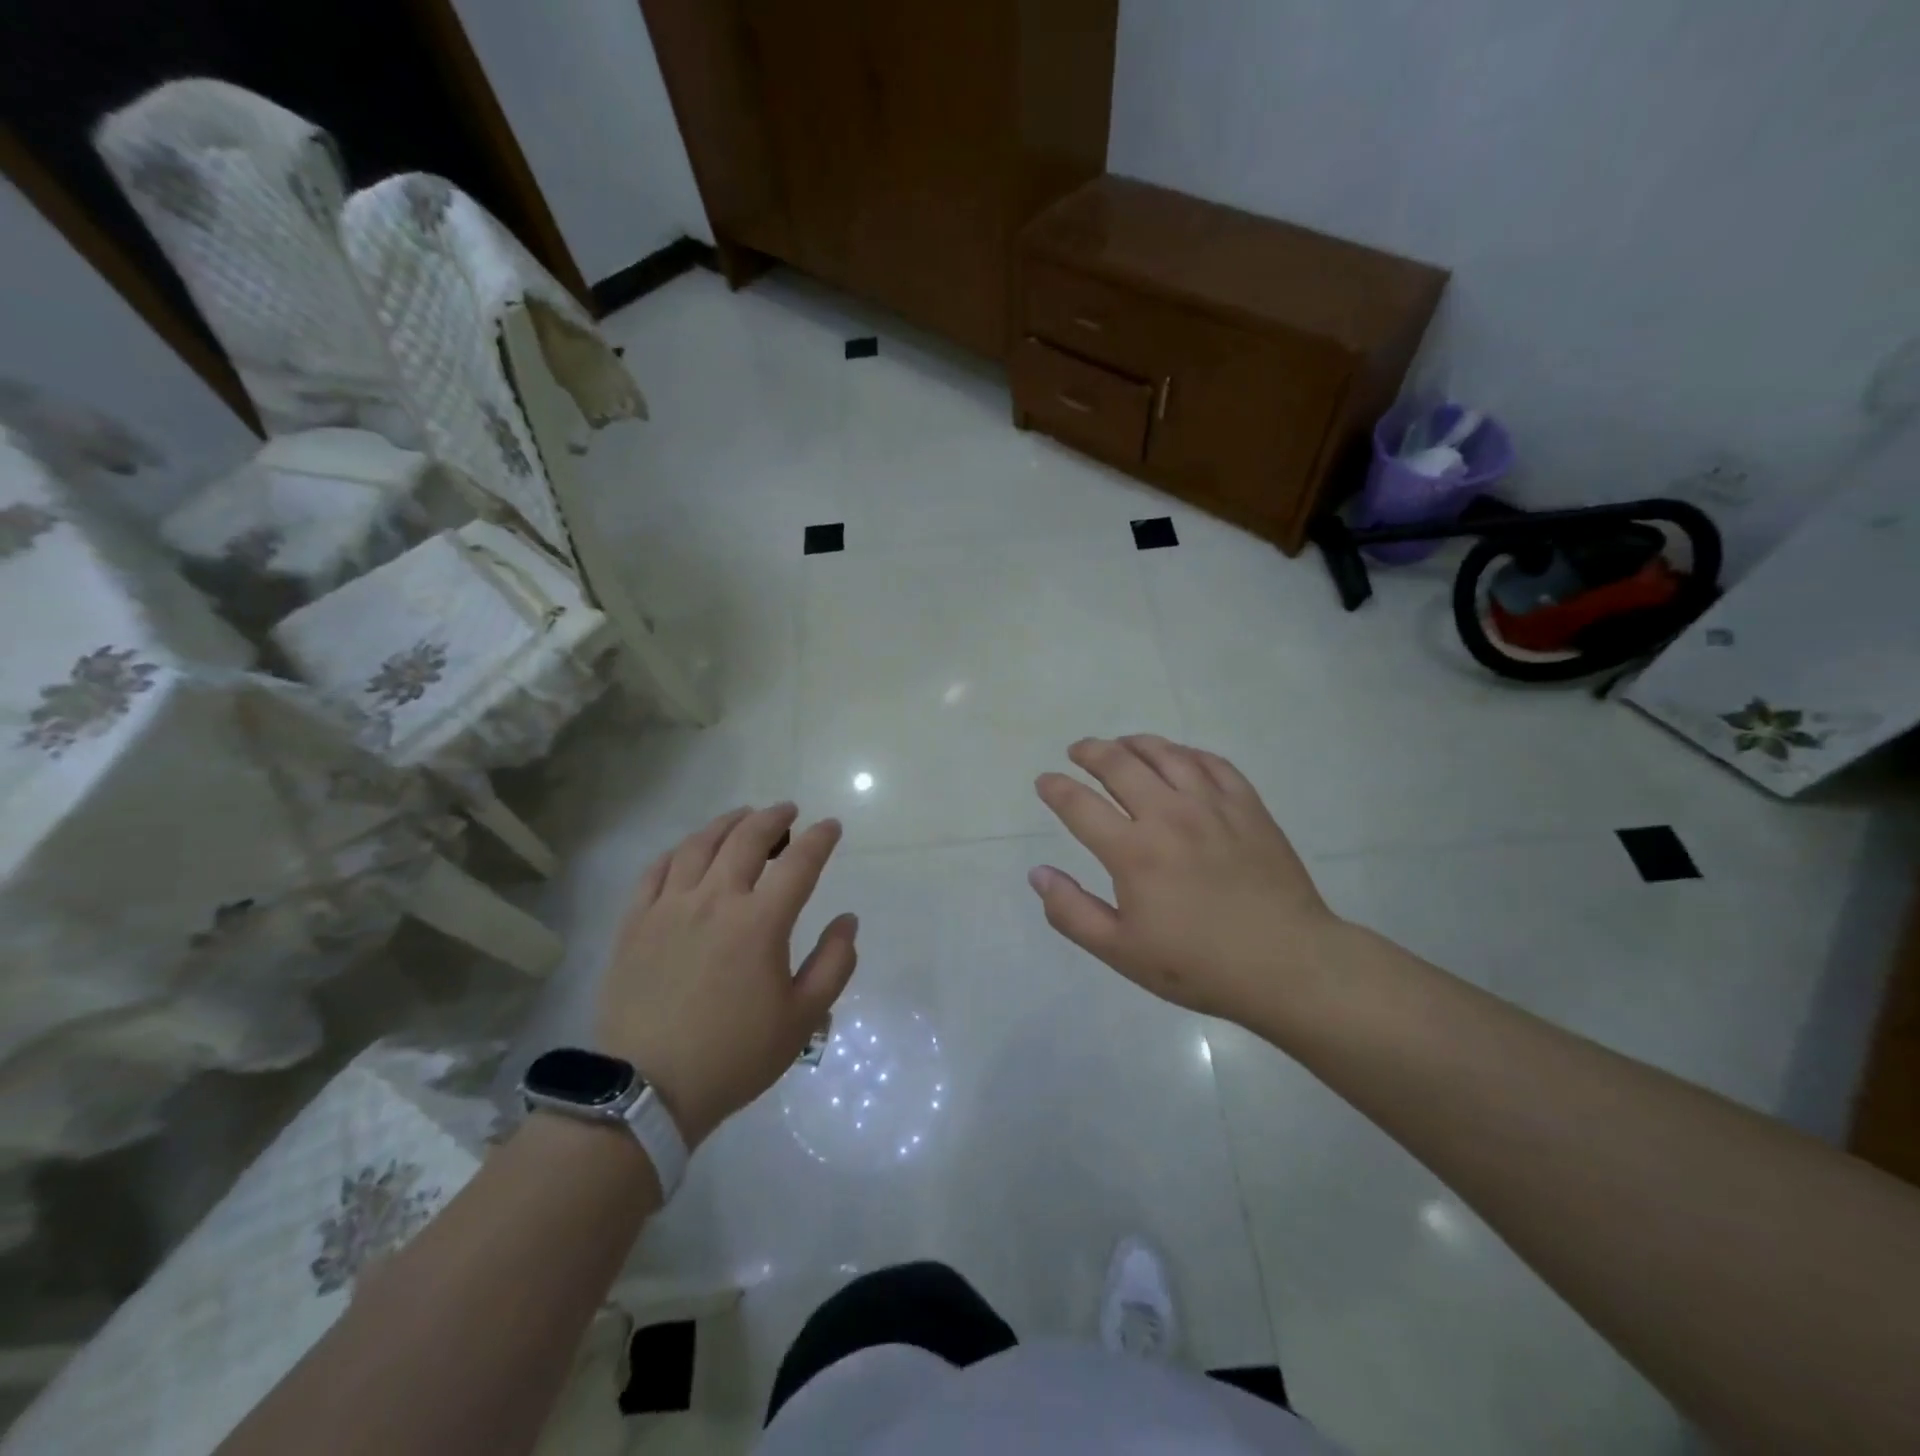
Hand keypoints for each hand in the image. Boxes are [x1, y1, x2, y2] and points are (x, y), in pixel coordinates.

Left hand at [598, 804, 857, 1147]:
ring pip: (699, 845)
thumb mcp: (803, 1019)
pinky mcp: (635, 922)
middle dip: (774, 818)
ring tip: (743, 817)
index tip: (831, 826)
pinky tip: (689, 852)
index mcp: (760, 923)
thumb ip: (834, 964)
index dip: (820, 839)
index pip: (799, 863)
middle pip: (747, 839)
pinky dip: (678, 851)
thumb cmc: (734, 1056)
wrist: (647, 1090)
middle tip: (788, 812)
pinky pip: (656, 870)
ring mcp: (669, 907)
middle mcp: (715, 900)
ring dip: (727, 824)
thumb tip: (847, 921)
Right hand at [1030, 736, 1340, 1022]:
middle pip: (1120, 764)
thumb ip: (1072, 912)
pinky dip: (1187, 753)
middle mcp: (1169, 815)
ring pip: (1166, 754)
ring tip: (1121, 744)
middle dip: (1090, 752)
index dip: (1055, 788)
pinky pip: (1213, 763)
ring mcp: (1212, 806)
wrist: (1287, 965)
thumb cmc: (1198, 965)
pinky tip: (1179, 757)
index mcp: (1133, 851)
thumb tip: (1037, 873)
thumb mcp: (1121, 952)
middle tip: (1077, 751)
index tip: (1045, 781)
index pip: (1079, 804)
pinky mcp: (1248, 807)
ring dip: (1136, 743)